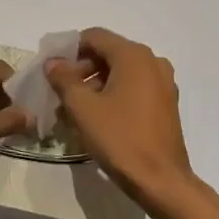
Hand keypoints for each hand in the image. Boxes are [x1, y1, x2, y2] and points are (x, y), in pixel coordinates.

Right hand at [46, 28, 200, 216]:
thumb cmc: (120, 139)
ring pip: (120, 73)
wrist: (161, 181)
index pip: (94, 37)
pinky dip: (113, 95)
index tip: (52, 72)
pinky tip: (97, 118)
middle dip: (81, 70)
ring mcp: (163, 83)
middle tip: (61, 94)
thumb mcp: (83, 108)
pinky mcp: (166, 103)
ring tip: (74, 110)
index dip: (69, 51)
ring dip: (95, 85)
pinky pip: (133, 88)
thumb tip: (53, 62)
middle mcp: (152, 62)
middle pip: (108, 53)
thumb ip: (64, 79)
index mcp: (133, 56)